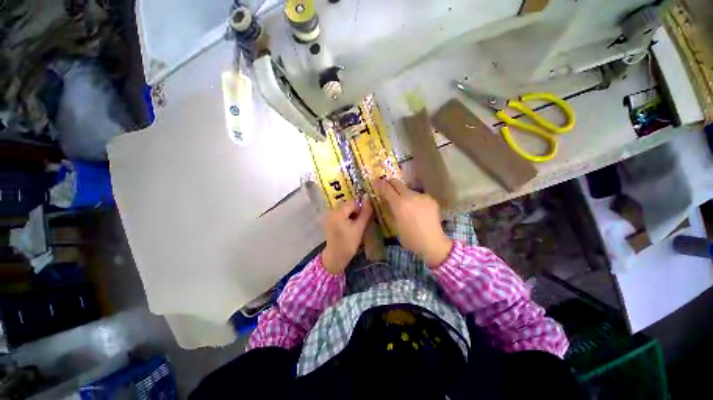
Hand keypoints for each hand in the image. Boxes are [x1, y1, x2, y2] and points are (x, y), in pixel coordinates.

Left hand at [321, 197, 372, 274]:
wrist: (335, 256)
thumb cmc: (349, 243)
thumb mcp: (359, 227)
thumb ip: (365, 211)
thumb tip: (368, 196)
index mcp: (338, 212)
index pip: (353, 202)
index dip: (360, 210)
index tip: (361, 221)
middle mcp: (331, 210)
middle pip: (348, 204)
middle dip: (355, 211)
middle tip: (358, 224)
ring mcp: (328, 214)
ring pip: (344, 208)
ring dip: (350, 214)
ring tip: (352, 226)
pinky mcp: (328, 219)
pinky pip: (339, 213)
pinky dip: (345, 217)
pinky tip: (347, 227)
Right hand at [375, 179, 452, 267]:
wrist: (432, 243)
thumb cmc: (410, 238)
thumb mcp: (395, 224)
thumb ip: (391, 209)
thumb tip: (387, 201)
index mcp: (399, 204)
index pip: (387, 189)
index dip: (380, 184)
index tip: (377, 181)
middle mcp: (410, 196)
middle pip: (398, 183)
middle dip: (391, 183)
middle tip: (387, 186)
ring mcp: (422, 196)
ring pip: (409, 190)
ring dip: (404, 194)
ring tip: (406, 204)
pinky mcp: (431, 199)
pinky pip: (418, 196)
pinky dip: (415, 200)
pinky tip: (417, 209)